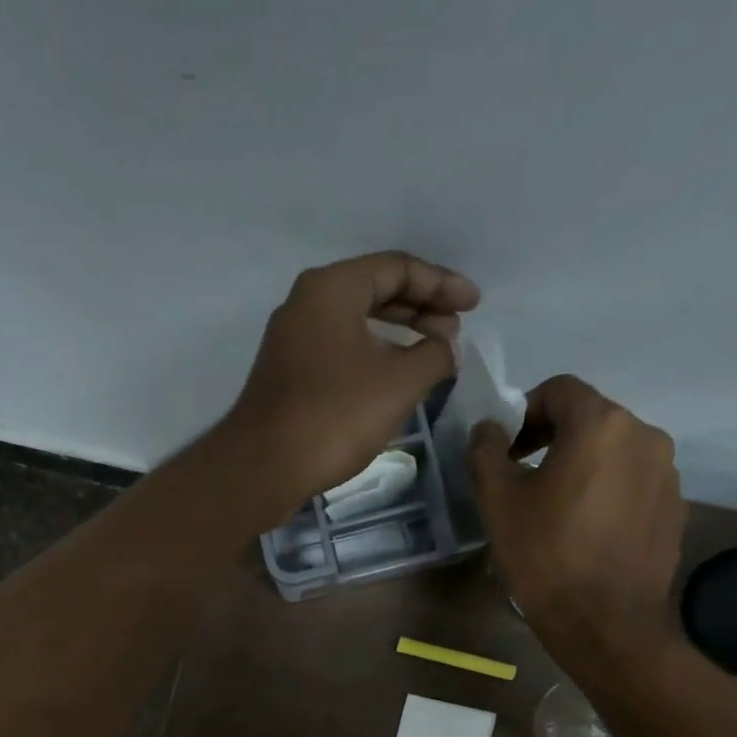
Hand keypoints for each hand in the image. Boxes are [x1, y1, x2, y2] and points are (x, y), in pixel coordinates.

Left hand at [214, 252, 479, 516]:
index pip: (397, 268)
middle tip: (454, 331)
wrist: (263, 468)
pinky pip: (338, 350)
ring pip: (355, 323)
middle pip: (374, 291)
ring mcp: (290, 341)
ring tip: (431, 354)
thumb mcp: (400, 383)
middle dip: (420, 308)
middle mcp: (305, 304)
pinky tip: (392, 379)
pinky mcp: (285, 375)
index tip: (474, 306)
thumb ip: (434, 354)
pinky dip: (371, 356)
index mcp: (331, 288)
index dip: (442, 284)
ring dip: (397, 335)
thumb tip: (443, 347)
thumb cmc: (334, 417)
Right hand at [468, 375, 686, 672]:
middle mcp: (645, 436)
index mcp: (602, 425)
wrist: (605, 622)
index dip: (524, 412)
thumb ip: (486, 452)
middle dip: (552, 439)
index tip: (505, 450)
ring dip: (581, 466)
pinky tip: (586, 531)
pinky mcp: (675, 508)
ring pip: (614, 452)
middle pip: (590, 419)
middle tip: (522, 478)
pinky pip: (633, 483)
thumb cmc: (545, 554)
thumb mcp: (498, 502)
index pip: (559, 390)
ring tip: (555, 509)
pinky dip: (606, 492)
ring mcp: (667, 473)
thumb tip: (488, 430)